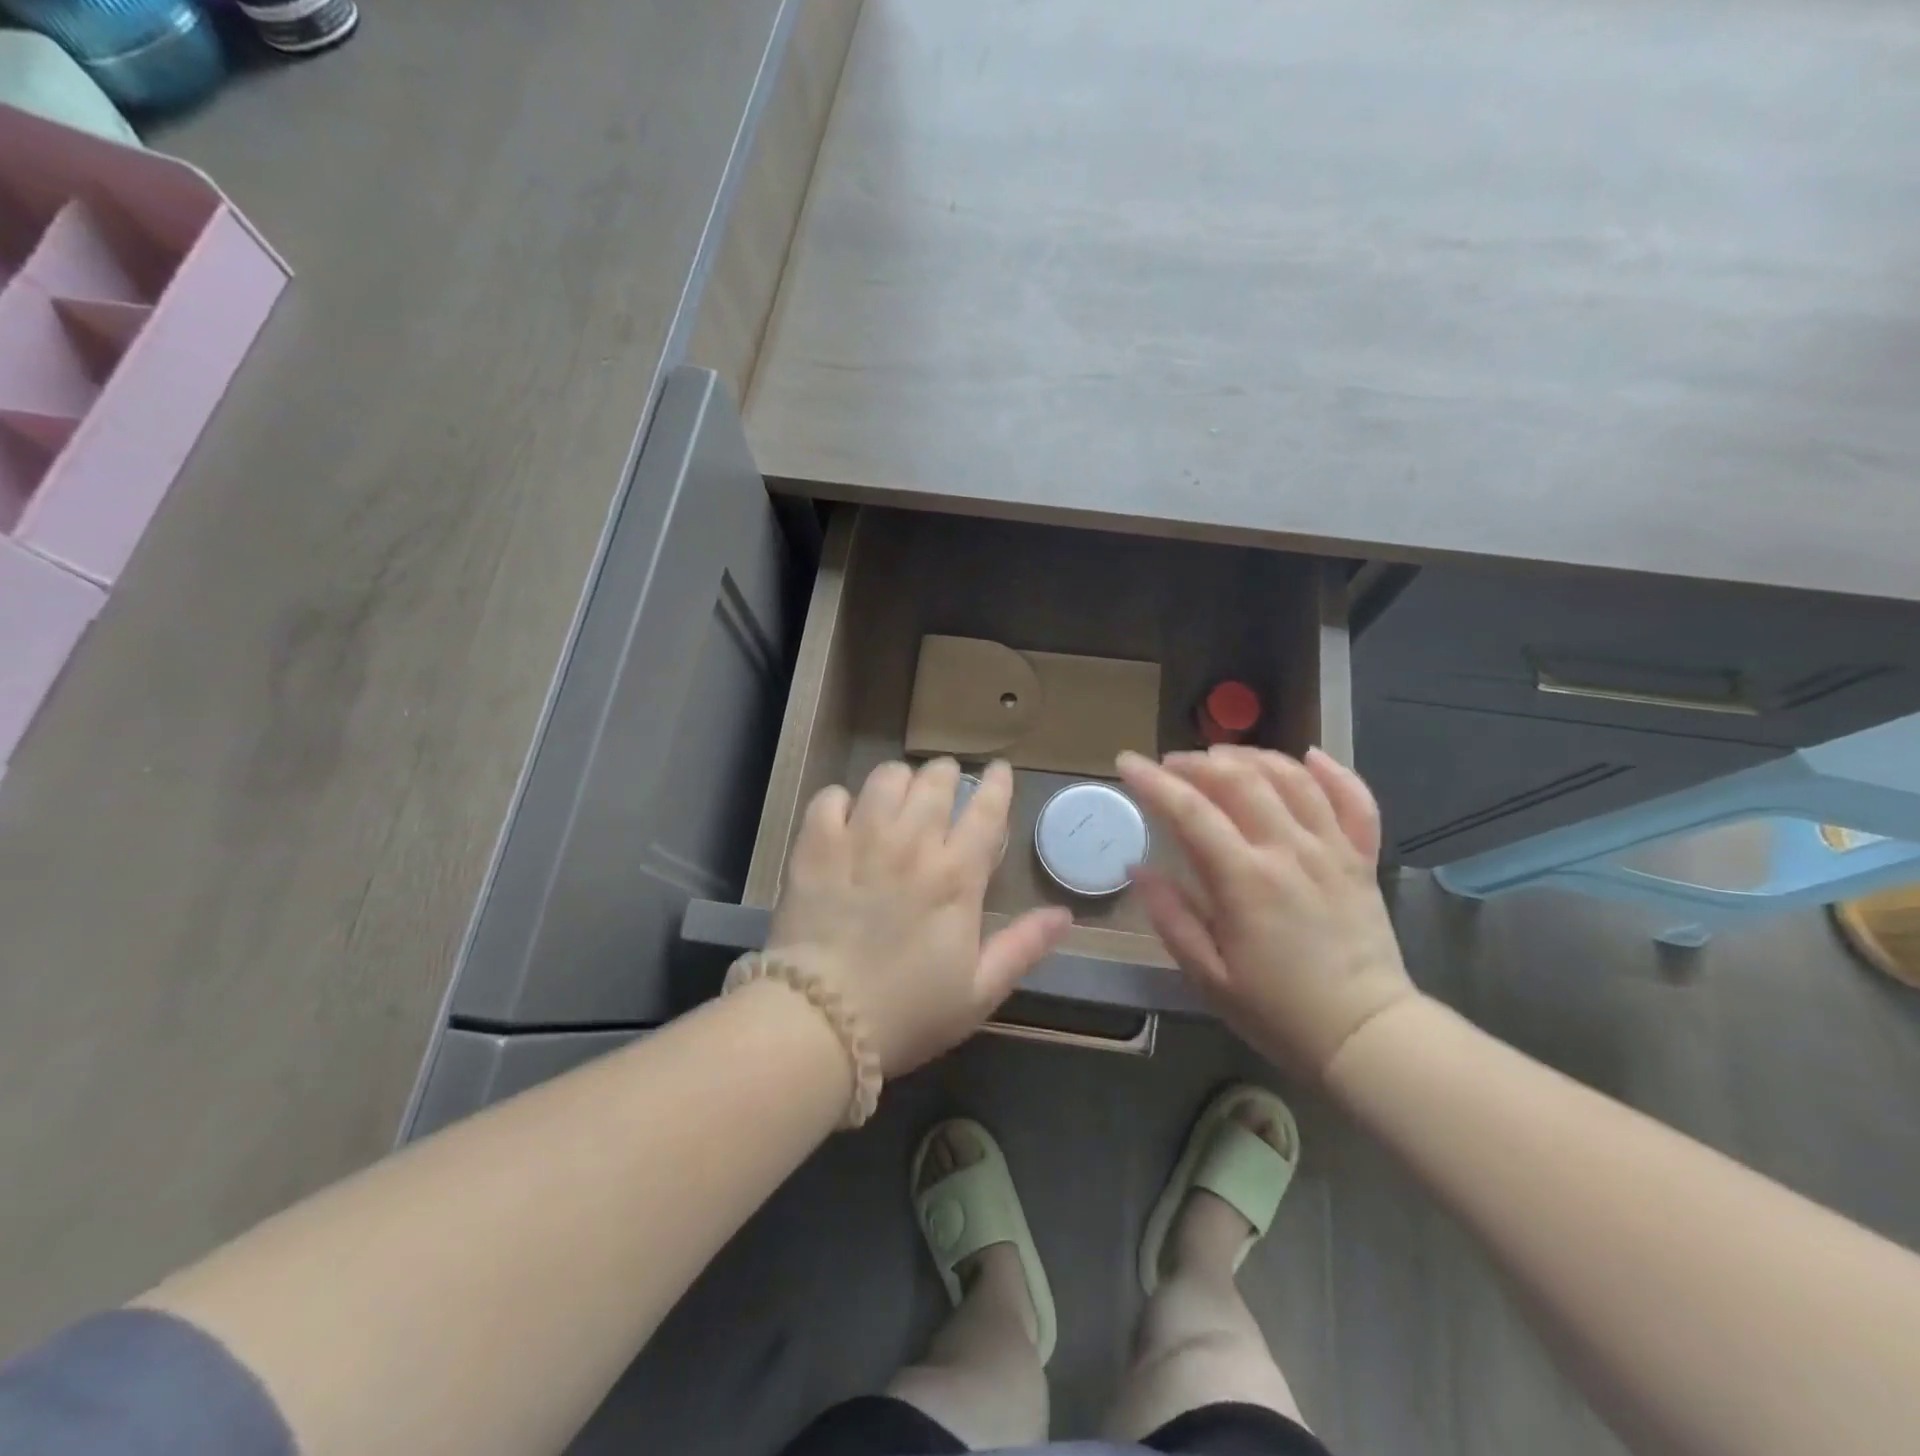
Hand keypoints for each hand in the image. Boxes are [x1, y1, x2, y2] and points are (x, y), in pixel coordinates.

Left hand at [767, 758, 1073, 1074]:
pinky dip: (842, 800)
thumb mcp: (979, 992)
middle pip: (935, 781)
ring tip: (898, 795)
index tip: (998, 769)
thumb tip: (1065, 914)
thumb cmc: (907, 1012)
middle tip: (944, 783)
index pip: (986, 810)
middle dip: (945, 774)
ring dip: (899, 780)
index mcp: (956, 875)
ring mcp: (860, 840)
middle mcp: (911, 844)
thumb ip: (1023, 947)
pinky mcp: (816, 846)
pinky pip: (831, 797)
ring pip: (886, 778)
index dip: (996, 783)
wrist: (822, 1023)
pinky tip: (846, 816)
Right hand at [1117, 745, 1416, 1079]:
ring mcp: (1331, 850)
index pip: (1190, 811)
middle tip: (1171, 764)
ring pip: (1291, 778)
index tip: (1127, 761)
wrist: (1365, 1036)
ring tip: (1222, 756)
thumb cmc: (1276, 1011)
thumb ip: (1170, 916)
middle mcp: (1289, 850)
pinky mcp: (1362, 859)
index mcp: (1245, 880)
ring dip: (1251, 757)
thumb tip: (1138, 868)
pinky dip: (1331, 772)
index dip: (1153, 781)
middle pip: (1240, 779)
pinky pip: (1354, 800)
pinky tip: (1307, 758)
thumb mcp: (1207, 975)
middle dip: (1197, 762)